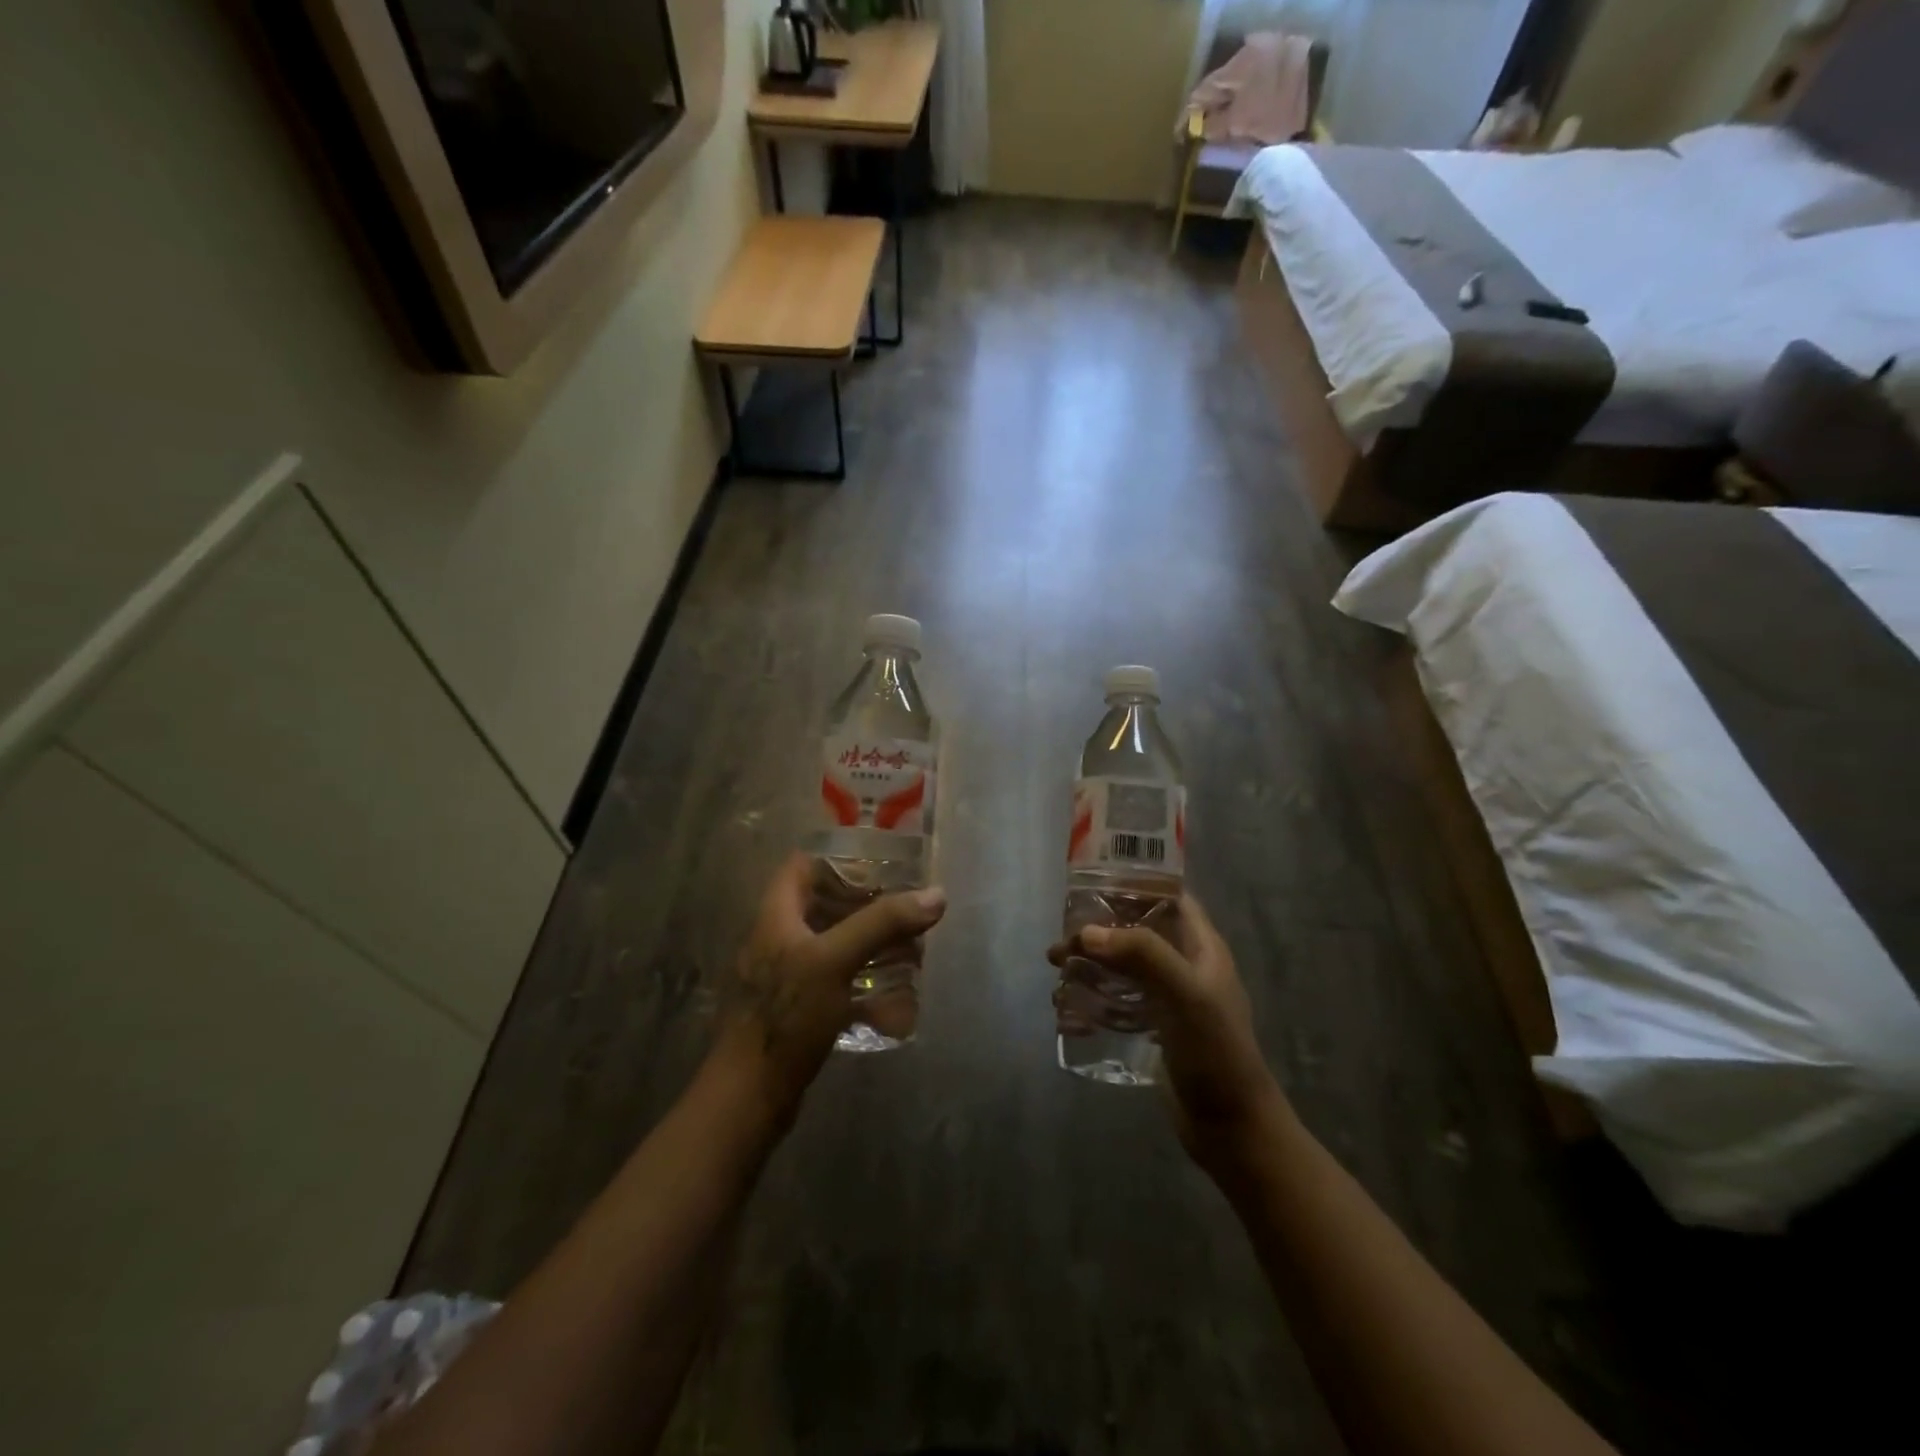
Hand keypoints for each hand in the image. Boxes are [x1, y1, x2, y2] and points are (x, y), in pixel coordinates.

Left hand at [717, 853, 946, 1119]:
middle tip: (906, 910)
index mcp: (776, 916)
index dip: (839, 858)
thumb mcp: (835, 961)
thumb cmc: (786, 1016)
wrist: (749, 1097)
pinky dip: (864, 988)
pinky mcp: (797, 1011)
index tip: (882, 864)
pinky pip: (836, 985)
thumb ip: (882, 923)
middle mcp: (779, 940)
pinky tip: (893, 1004)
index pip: (802, 866)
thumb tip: (935, 894)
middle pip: (824, 906)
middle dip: (867, 907)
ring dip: (871, 948)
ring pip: (834, 947)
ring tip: (910, 953)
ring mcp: (787, 978)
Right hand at [1049, 896, 1285, 1167]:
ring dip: (1090, 965)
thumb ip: (1142, 954)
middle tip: (1062, 941)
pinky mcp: (1155, 1029)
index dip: (1135, 885)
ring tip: (1056, 972)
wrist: (1231, 1128)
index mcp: (1202, 947)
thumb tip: (1087, 933)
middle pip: (1137, 932)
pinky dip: (1092, 1000)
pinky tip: (1066, 1011)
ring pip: (1122, 967)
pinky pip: (1117, 1002)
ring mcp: (1169, 999)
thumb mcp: (1185, 994)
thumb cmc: (1215, 1052)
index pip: (1169, 897)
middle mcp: (1185, 965)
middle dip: (1099, 931)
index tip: (1092, 884)